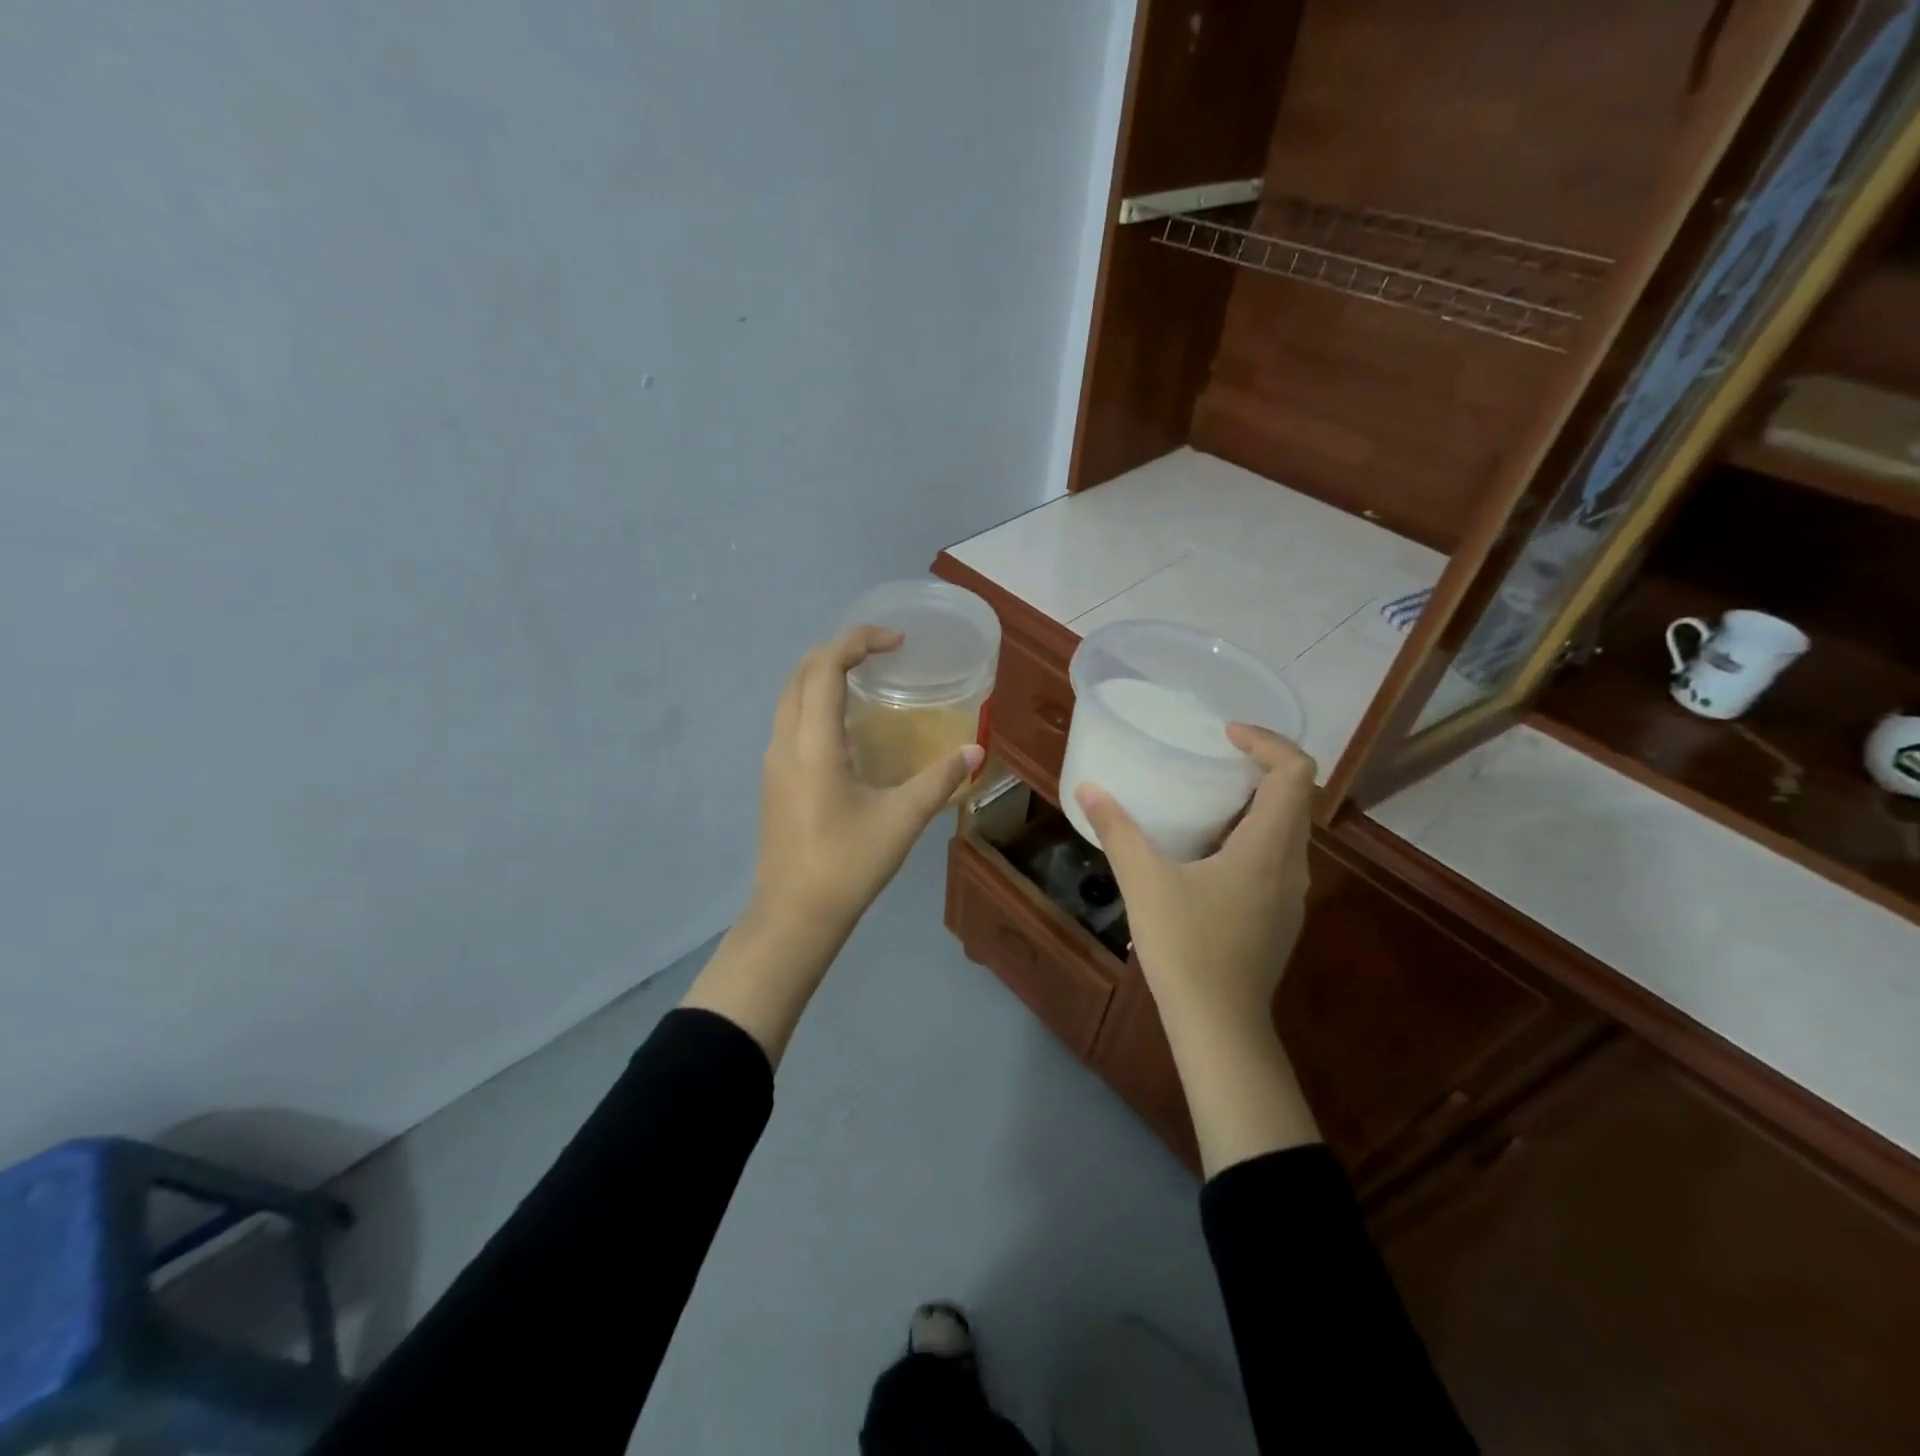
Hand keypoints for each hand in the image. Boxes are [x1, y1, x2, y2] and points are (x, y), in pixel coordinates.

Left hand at [685, 626, 982, 1065]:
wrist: (793, 916)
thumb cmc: (847, 865)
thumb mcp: (902, 820)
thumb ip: (940, 780)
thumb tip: (976, 752)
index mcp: (813, 744)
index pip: (825, 667)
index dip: (858, 641)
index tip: (896, 642)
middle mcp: (785, 742)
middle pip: (801, 673)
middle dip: (838, 650)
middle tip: (881, 652)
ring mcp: (773, 762)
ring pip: (789, 696)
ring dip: (822, 674)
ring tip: (865, 679)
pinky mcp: (773, 780)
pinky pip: (789, 720)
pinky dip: (814, 701)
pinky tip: (846, 727)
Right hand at [1074, 724, 1320, 1174]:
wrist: (1220, 1026)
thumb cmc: (1187, 947)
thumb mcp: (1144, 882)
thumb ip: (1118, 830)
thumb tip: (1089, 789)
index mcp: (1269, 846)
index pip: (1295, 771)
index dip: (1267, 741)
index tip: (1225, 735)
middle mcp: (1292, 864)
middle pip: (1295, 796)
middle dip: (1260, 766)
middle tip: (1212, 757)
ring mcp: (1291, 894)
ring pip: (1288, 829)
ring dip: (1256, 803)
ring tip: (1206, 797)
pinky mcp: (1279, 916)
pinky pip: (1276, 857)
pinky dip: (1252, 835)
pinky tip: (1207, 852)